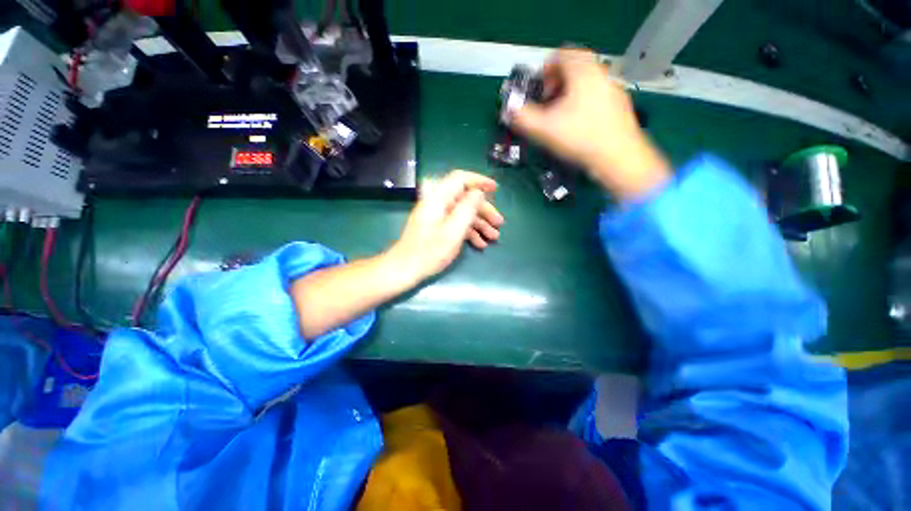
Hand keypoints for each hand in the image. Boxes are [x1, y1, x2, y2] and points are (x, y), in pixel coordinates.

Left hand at [388, 170, 503, 281]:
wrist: (405, 268)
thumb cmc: (429, 251)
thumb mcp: (453, 230)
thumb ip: (467, 208)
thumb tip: (478, 193)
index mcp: (438, 199)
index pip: (460, 179)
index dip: (479, 181)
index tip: (495, 189)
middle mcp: (437, 203)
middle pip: (465, 199)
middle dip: (484, 211)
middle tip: (499, 224)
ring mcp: (436, 216)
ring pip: (462, 213)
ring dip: (479, 224)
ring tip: (494, 237)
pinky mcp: (436, 227)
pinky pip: (455, 223)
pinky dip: (469, 232)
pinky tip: (480, 244)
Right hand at [510, 49, 670, 200]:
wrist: (619, 158)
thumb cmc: (580, 138)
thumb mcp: (544, 129)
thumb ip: (522, 117)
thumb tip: (508, 110)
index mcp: (583, 71)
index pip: (561, 54)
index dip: (544, 71)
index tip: (538, 92)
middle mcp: (601, 74)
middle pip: (574, 67)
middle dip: (555, 84)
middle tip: (547, 105)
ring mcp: (613, 89)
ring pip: (586, 82)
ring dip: (569, 95)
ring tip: (559, 118)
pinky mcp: (619, 106)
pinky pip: (596, 95)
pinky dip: (582, 104)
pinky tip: (578, 126)